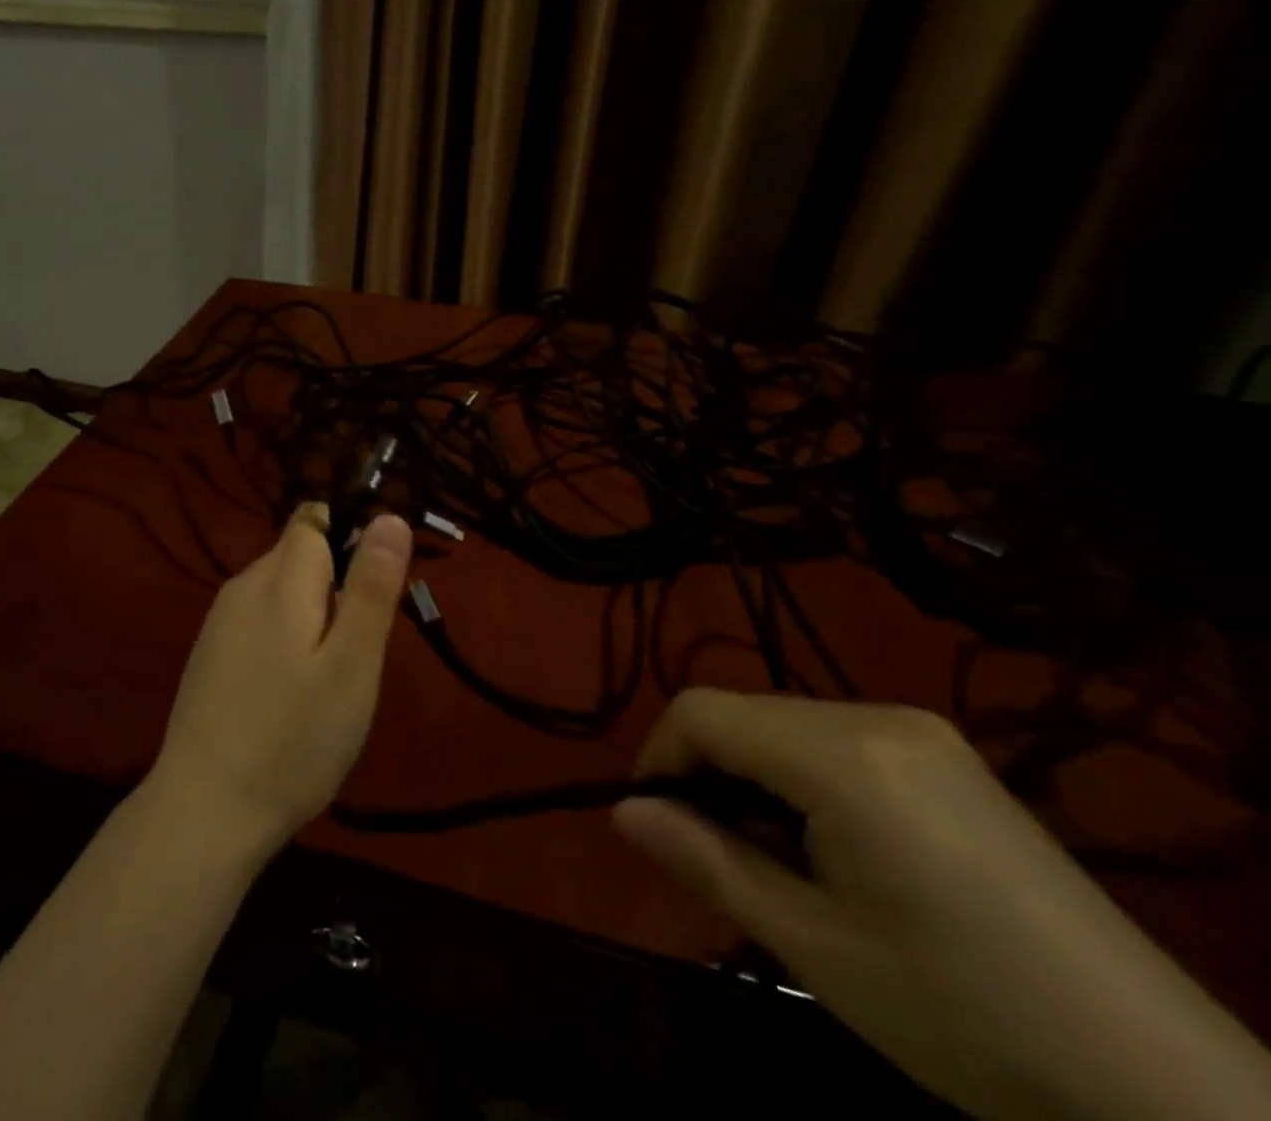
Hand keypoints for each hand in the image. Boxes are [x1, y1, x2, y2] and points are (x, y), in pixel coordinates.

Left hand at [148, 506, 412, 858]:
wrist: (204, 812)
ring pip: (282, 591)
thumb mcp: (352, 666)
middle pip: (300, 554)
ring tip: (327, 682)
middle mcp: (243, 586)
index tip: (373, 590)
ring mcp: (220, 621)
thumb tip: (389, 516)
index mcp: (278, 579)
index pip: (315, 518)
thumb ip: (370, 587)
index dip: (352, 536)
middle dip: (337, 585)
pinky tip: (290, 697)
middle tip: (357, 653)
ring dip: (313, 617)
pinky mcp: (210, 653)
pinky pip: (260, 622)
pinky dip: (285, 641)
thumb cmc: (292, 739)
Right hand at [614, 690, 1270, 1120]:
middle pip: (744, 715)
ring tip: (777, 867)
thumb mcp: (815, 947)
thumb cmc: (968, 1018)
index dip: (659, 757)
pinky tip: (834, 852)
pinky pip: (835, 742)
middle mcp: (877, 717)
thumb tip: (624, 811)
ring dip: (754, 781)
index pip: (702, 711)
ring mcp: (920, 731)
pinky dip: (802, 781)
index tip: (657, 825)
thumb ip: (707, 861)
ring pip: (785, 726)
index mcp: (844, 755)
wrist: (1171, 1090)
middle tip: (717, 863)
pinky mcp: (945, 756)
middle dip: (709, 776)